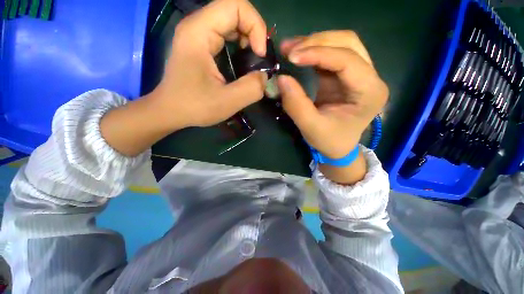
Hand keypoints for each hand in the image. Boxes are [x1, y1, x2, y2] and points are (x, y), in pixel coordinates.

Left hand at [148, 0, 267, 128]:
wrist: (170, 111)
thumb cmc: (194, 106)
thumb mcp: (227, 102)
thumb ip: (252, 88)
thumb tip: (264, 76)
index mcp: (199, 32)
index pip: (235, 5)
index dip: (256, 26)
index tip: (260, 54)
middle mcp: (197, 26)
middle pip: (234, 11)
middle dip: (254, 32)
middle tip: (259, 59)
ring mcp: (197, 35)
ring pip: (230, 22)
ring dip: (248, 39)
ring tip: (252, 61)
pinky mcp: (200, 45)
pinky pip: (225, 34)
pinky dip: (239, 45)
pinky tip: (241, 62)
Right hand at [278, 31, 388, 159]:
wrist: (338, 147)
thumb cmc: (330, 141)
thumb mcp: (311, 128)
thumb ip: (296, 105)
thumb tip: (281, 79)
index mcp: (370, 92)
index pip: (347, 60)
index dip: (319, 54)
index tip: (292, 57)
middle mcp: (370, 77)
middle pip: (348, 43)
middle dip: (317, 42)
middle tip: (290, 50)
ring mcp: (358, 74)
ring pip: (341, 44)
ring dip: (314, 42)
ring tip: (290, 48)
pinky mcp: (345, 76)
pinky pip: (331, 54)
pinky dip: (313, 51)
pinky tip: (298, 53)